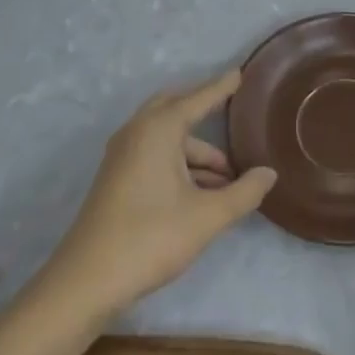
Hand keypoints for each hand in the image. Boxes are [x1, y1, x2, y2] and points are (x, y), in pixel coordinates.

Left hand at [45, 71, 275, 318]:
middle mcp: (138, 132)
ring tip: (229, 179)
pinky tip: (201, 191)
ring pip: (166, 138)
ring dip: (196, 151)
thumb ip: (244, 192)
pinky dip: (179, 163)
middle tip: (232, 113)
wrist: (86, 281)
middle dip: (204, 110)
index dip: (222, 87)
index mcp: (159, 129)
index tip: (241, 72)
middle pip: (176, 108)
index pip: (199, 98)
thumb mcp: (207, 216)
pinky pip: (154, 154)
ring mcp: (122, 155)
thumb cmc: (150, 237)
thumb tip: (269, 173)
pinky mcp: (116, 178)